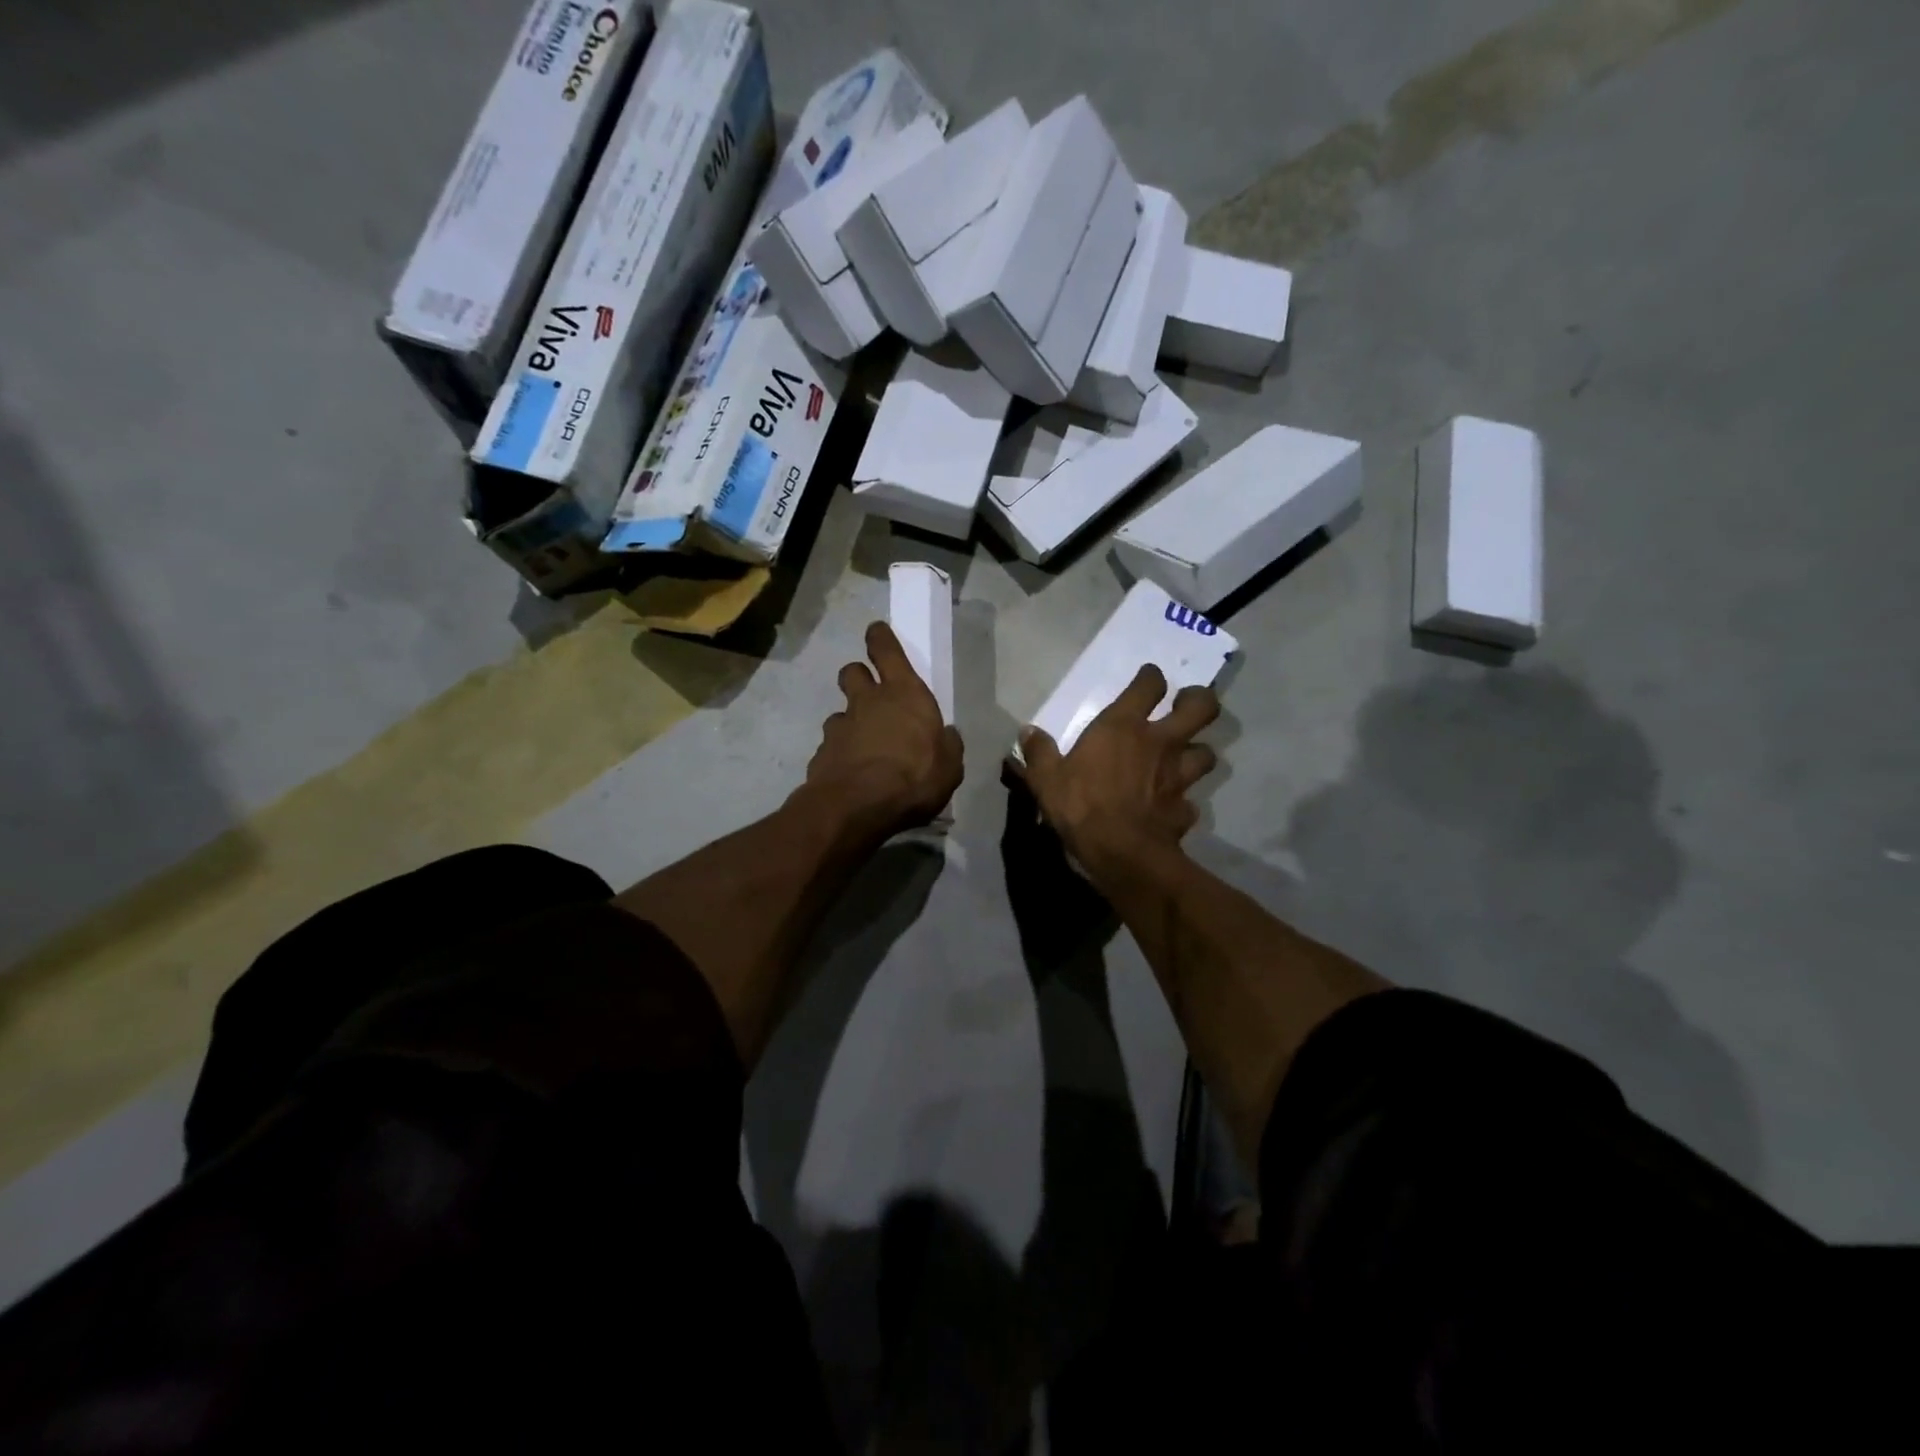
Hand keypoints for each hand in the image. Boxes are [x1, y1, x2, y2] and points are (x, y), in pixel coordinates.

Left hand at [805, 622, 964, 833]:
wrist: (857, 807)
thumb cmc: (914, 778)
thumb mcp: (949, 765)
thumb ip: (947, 745)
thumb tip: (945, 736)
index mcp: (904, 694)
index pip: (886, 650)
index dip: (880, 638)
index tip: (876, 632)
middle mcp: (868, 701)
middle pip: (853, 672)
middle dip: (859, 676)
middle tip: (870, 693)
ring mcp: (840, 726)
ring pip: (840, 712)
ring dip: (850, 722)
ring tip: (864, 746)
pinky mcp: (822, 753)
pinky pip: (831, 745)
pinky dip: (840, 753)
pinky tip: (851, 773)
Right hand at [1016, 665, 1219, 874]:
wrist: (1120, 852)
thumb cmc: (1081, 805)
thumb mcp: (1046, 778)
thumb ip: (1039, 752)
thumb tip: (1027, 731)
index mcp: (1123, 727)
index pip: (1149, 685)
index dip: (1151, 677)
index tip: (1148, 677)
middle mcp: (1160, 743)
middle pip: (1201, 708)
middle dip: (1199, 700)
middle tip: (1186, 705)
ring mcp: (1178, 776)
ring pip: (1207, 753)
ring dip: (1197, 753)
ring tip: (1185, 757)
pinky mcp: (1185, 809)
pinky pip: (1191, 800)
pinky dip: (1184, 801)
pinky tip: (1172, 806)